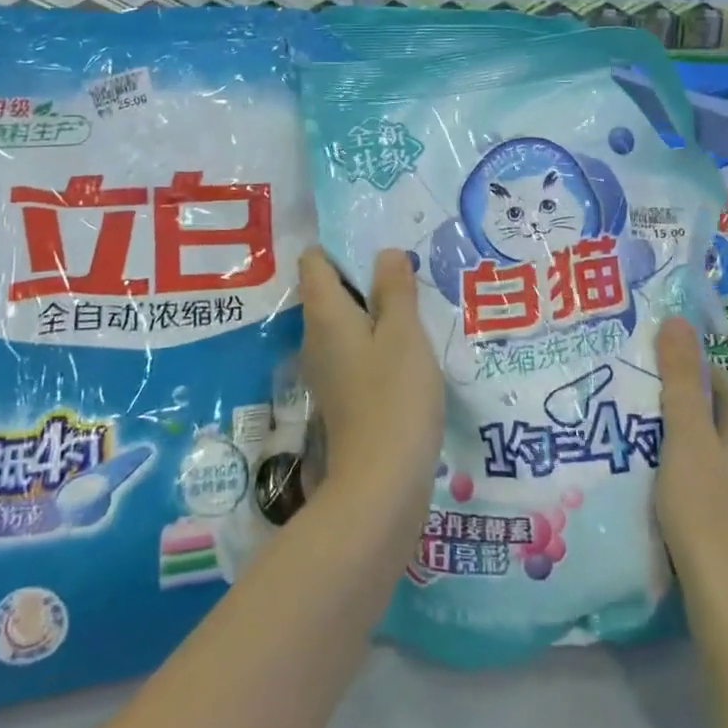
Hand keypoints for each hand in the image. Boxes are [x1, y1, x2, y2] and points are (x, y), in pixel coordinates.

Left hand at [298, 248, 443, 532]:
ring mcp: (327, 370)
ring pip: (344, 323)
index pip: (314, 262)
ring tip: (413, 302)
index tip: (375, 241)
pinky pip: (354, 351)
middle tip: (406, 269)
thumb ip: (394, 290)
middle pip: (329, 291)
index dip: (338, 246)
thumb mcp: (403, 334)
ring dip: (373, 310)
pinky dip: (375, 341)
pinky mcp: (342, 396)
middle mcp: (316, 338)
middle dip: (363, 276)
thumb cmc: (394, 396)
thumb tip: (386, 253)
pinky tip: (408, 346)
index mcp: (325, 314)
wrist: (381, 485)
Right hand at [653, 316, 727, 641]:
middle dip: (666, 400)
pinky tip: (650, 476)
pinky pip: (705, 473)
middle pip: (706, 407)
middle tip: (620, 398)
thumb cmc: (705, 509)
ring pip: (704, 442)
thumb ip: (681, 378)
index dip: (669, 365)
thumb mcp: (686, 436)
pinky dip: (679, 466)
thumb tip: (677, 319)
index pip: (707, 372)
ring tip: (625, 432)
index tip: (630, 367)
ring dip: (670, 435)